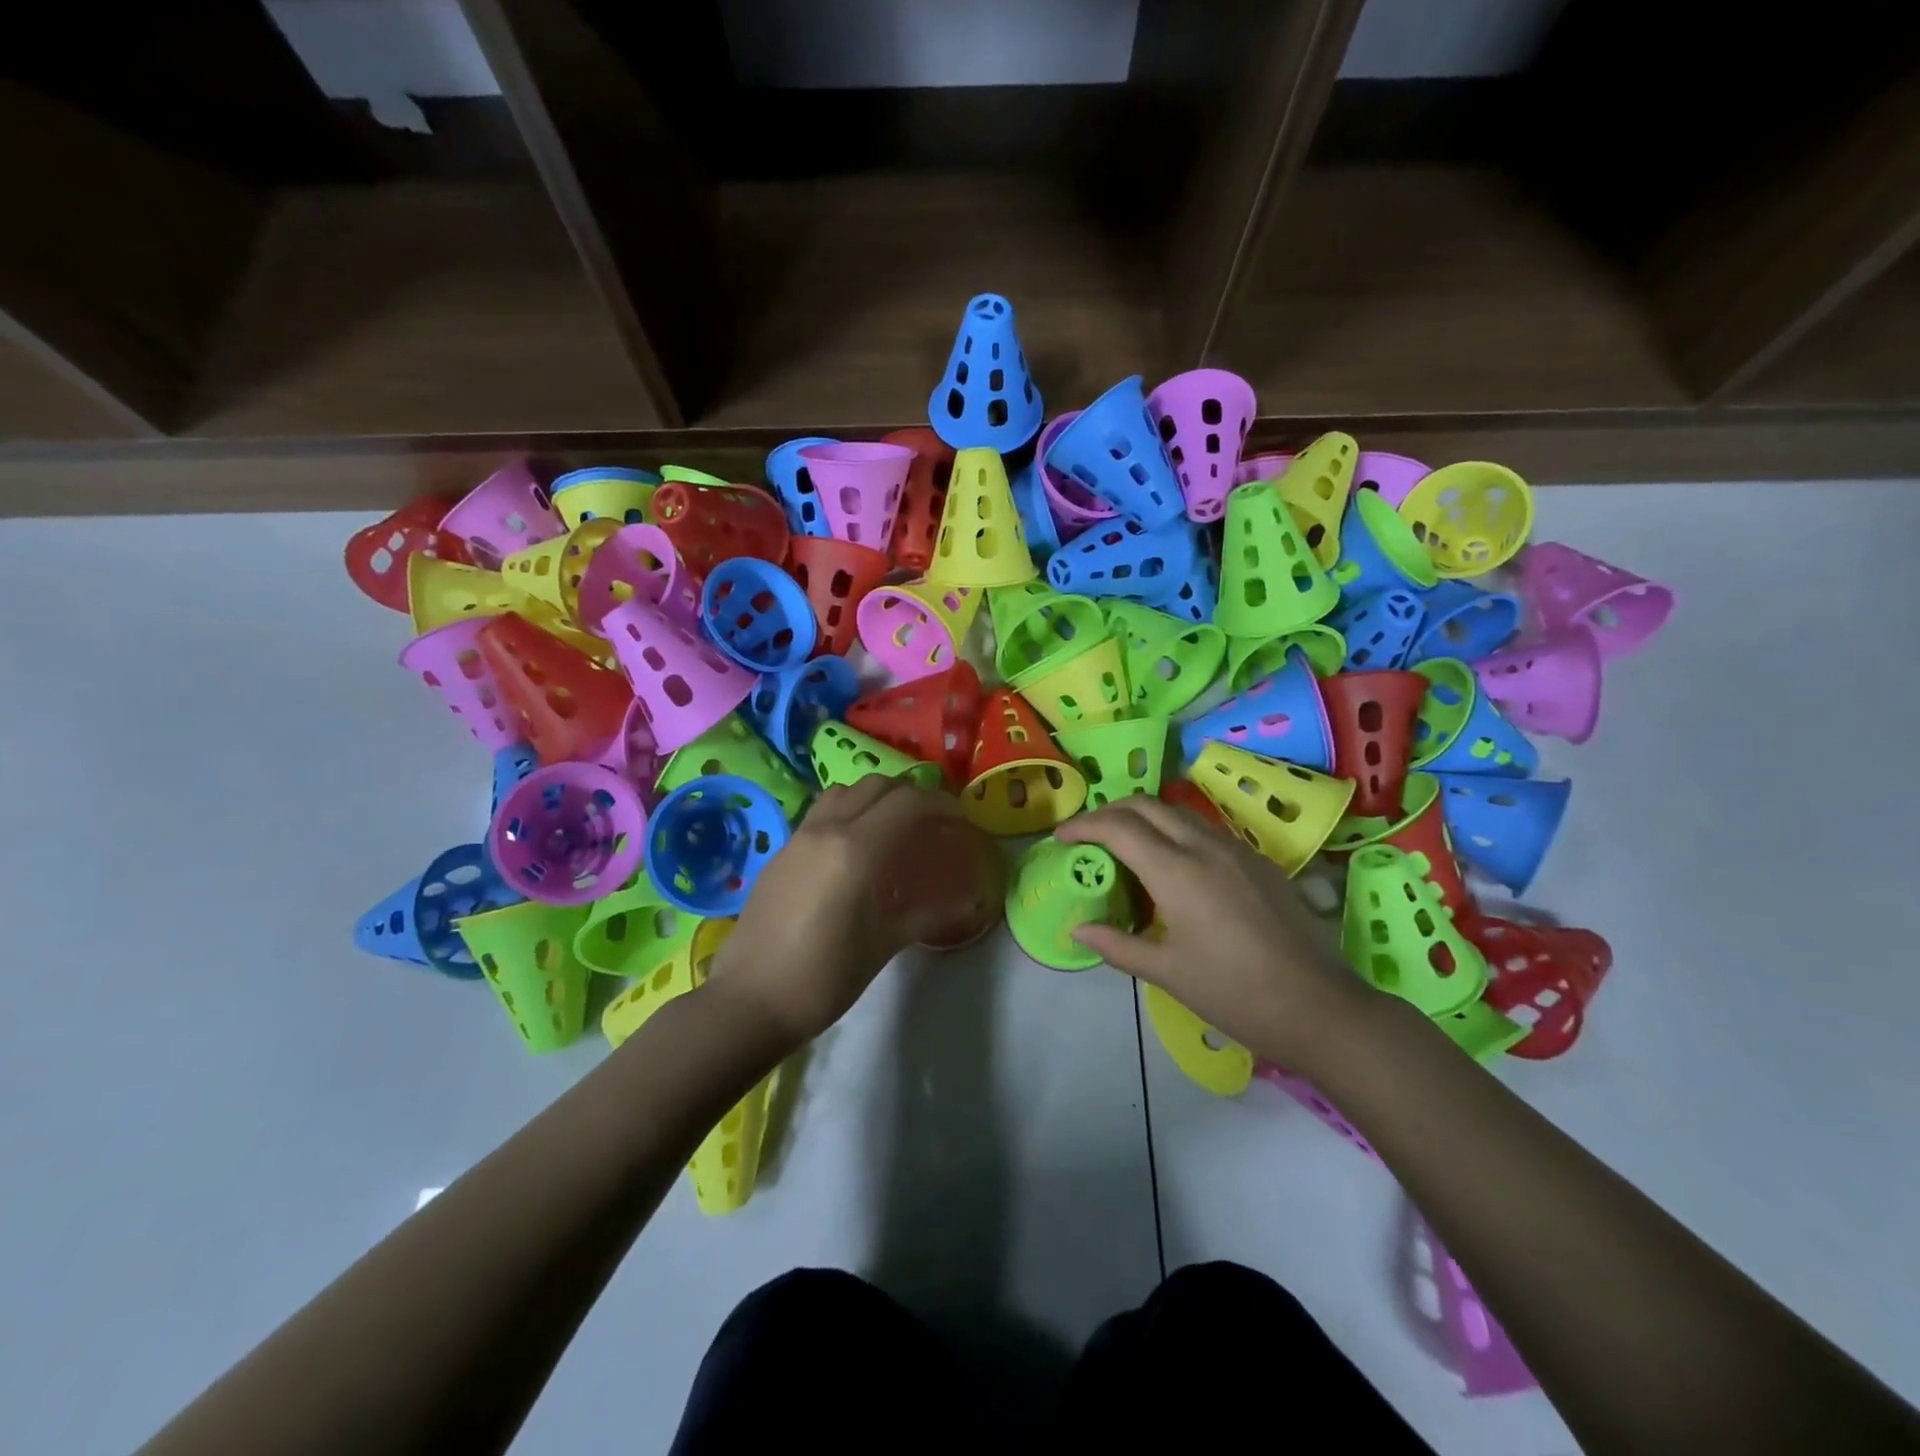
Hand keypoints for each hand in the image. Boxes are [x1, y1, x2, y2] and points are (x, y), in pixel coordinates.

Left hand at [705, 776, 979, 1048]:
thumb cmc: (824, 977)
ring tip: (893, 829)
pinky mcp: (780, 852)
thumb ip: (927, 914)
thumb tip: (969, 901)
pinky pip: (821, 813)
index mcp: (856, 849)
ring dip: (875, 798)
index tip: (960, 821)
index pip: (908, 803)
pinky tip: (855, 851)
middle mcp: (826, 830)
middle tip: (931, 823)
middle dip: (911, 796)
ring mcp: (798, 838)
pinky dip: (848, 813)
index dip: (941, 805)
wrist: (748, 1002)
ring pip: (844, 792)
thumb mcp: (883, 945)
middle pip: (876, 786)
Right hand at [1056, 796, 1377, 1076]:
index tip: (1061, 838)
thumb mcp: (1167, 973)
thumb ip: (1117, 945)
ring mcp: (1237, 850)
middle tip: (1088, 835)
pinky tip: (1172, 866)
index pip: (1118, 827)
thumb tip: (1078, 930)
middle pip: (1147, 804)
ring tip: (1125, 846)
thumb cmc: (1236, 994)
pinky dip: (1174, 832)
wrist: (1321, 1008)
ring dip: (1144, 818)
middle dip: (1110, 811)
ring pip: (1178, 813)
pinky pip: (1205, 830)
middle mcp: (1205, 847)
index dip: (1084, 826)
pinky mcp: (1259, 862)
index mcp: (1177, 871)